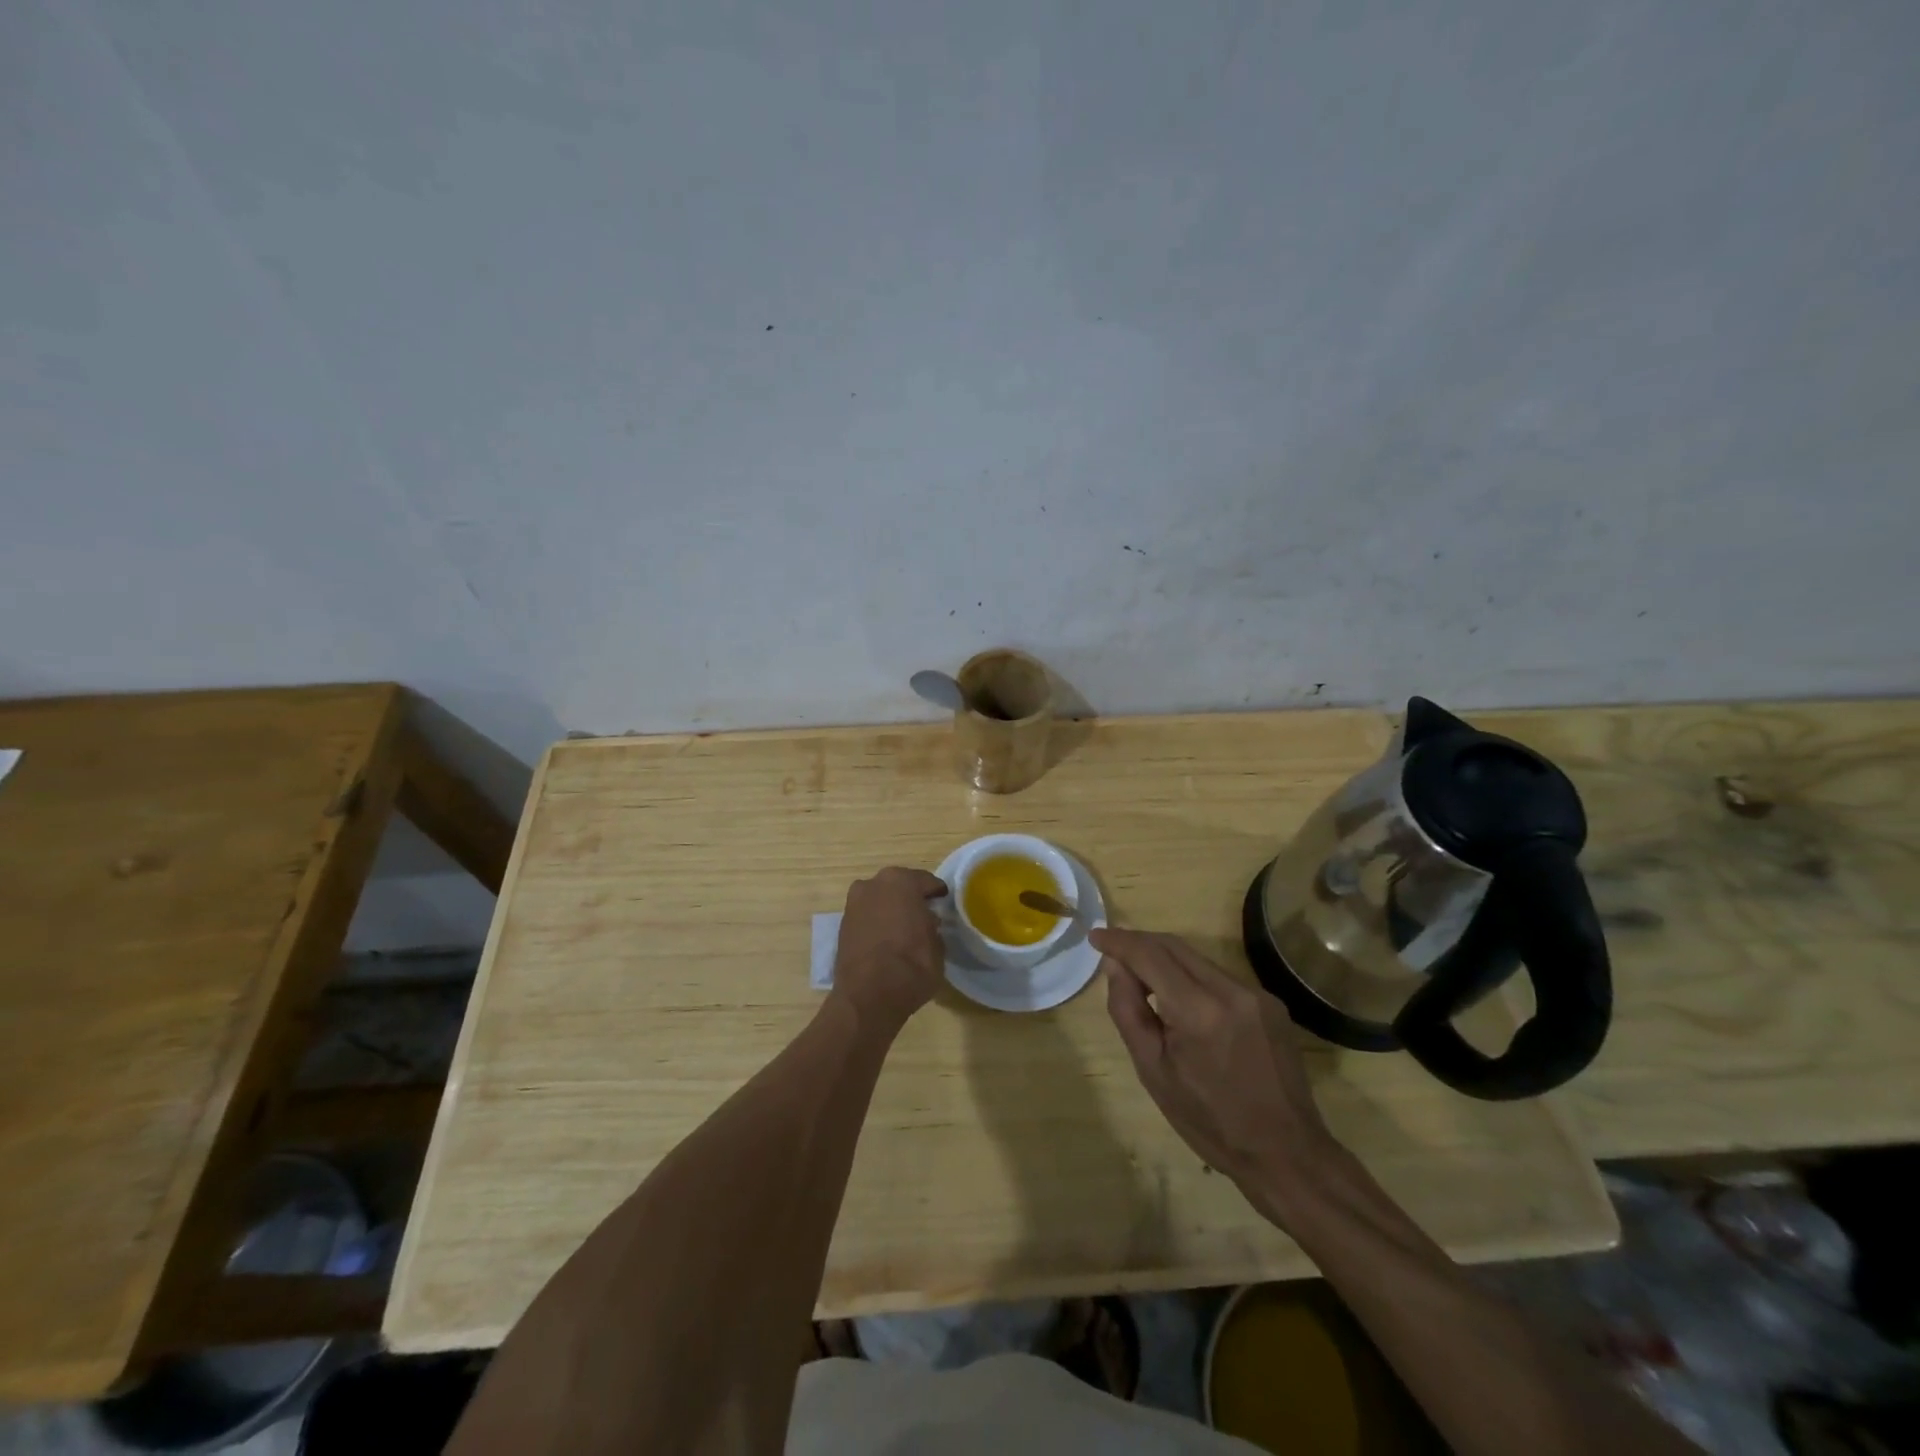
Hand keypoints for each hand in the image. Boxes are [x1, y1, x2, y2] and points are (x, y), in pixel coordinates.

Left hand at [831, 867, 948, 1030]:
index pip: (926, 881)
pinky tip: (886, 938)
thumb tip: (927, 923)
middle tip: (924, 914)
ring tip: (904, 928)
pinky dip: (876, 921)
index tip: (943, 903)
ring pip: (880, 898)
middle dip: (911, 897)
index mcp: (902, 882)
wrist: (867, 997)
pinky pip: (867, 915)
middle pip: (899, 886)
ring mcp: (854, 902)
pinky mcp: (842, 923)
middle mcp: (874, 883)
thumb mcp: (937, 946)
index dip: (937, 893)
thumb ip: (932, 927)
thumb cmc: (911, 966)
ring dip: (891, 908)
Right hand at [1093, 929, 1339, 1219]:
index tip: (1095, 936)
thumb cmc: (1210, 1122)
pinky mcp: (1271, 1003)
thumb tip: (1114, 966)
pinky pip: (1219, 977)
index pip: (1150, 955)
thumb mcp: (1153, 1071)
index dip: (1118, 941)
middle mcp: (1230, 990)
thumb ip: (1128, 1011)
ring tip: (1142, 980)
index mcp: (1198, 1011)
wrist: (1286, 1154)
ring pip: (1197, 959)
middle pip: (1174, 947)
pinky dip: (1192, 978)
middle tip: (1111, 952)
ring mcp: (1256, 994)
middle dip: (1139, 943)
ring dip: (1165, 960)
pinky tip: (1182, 1002)